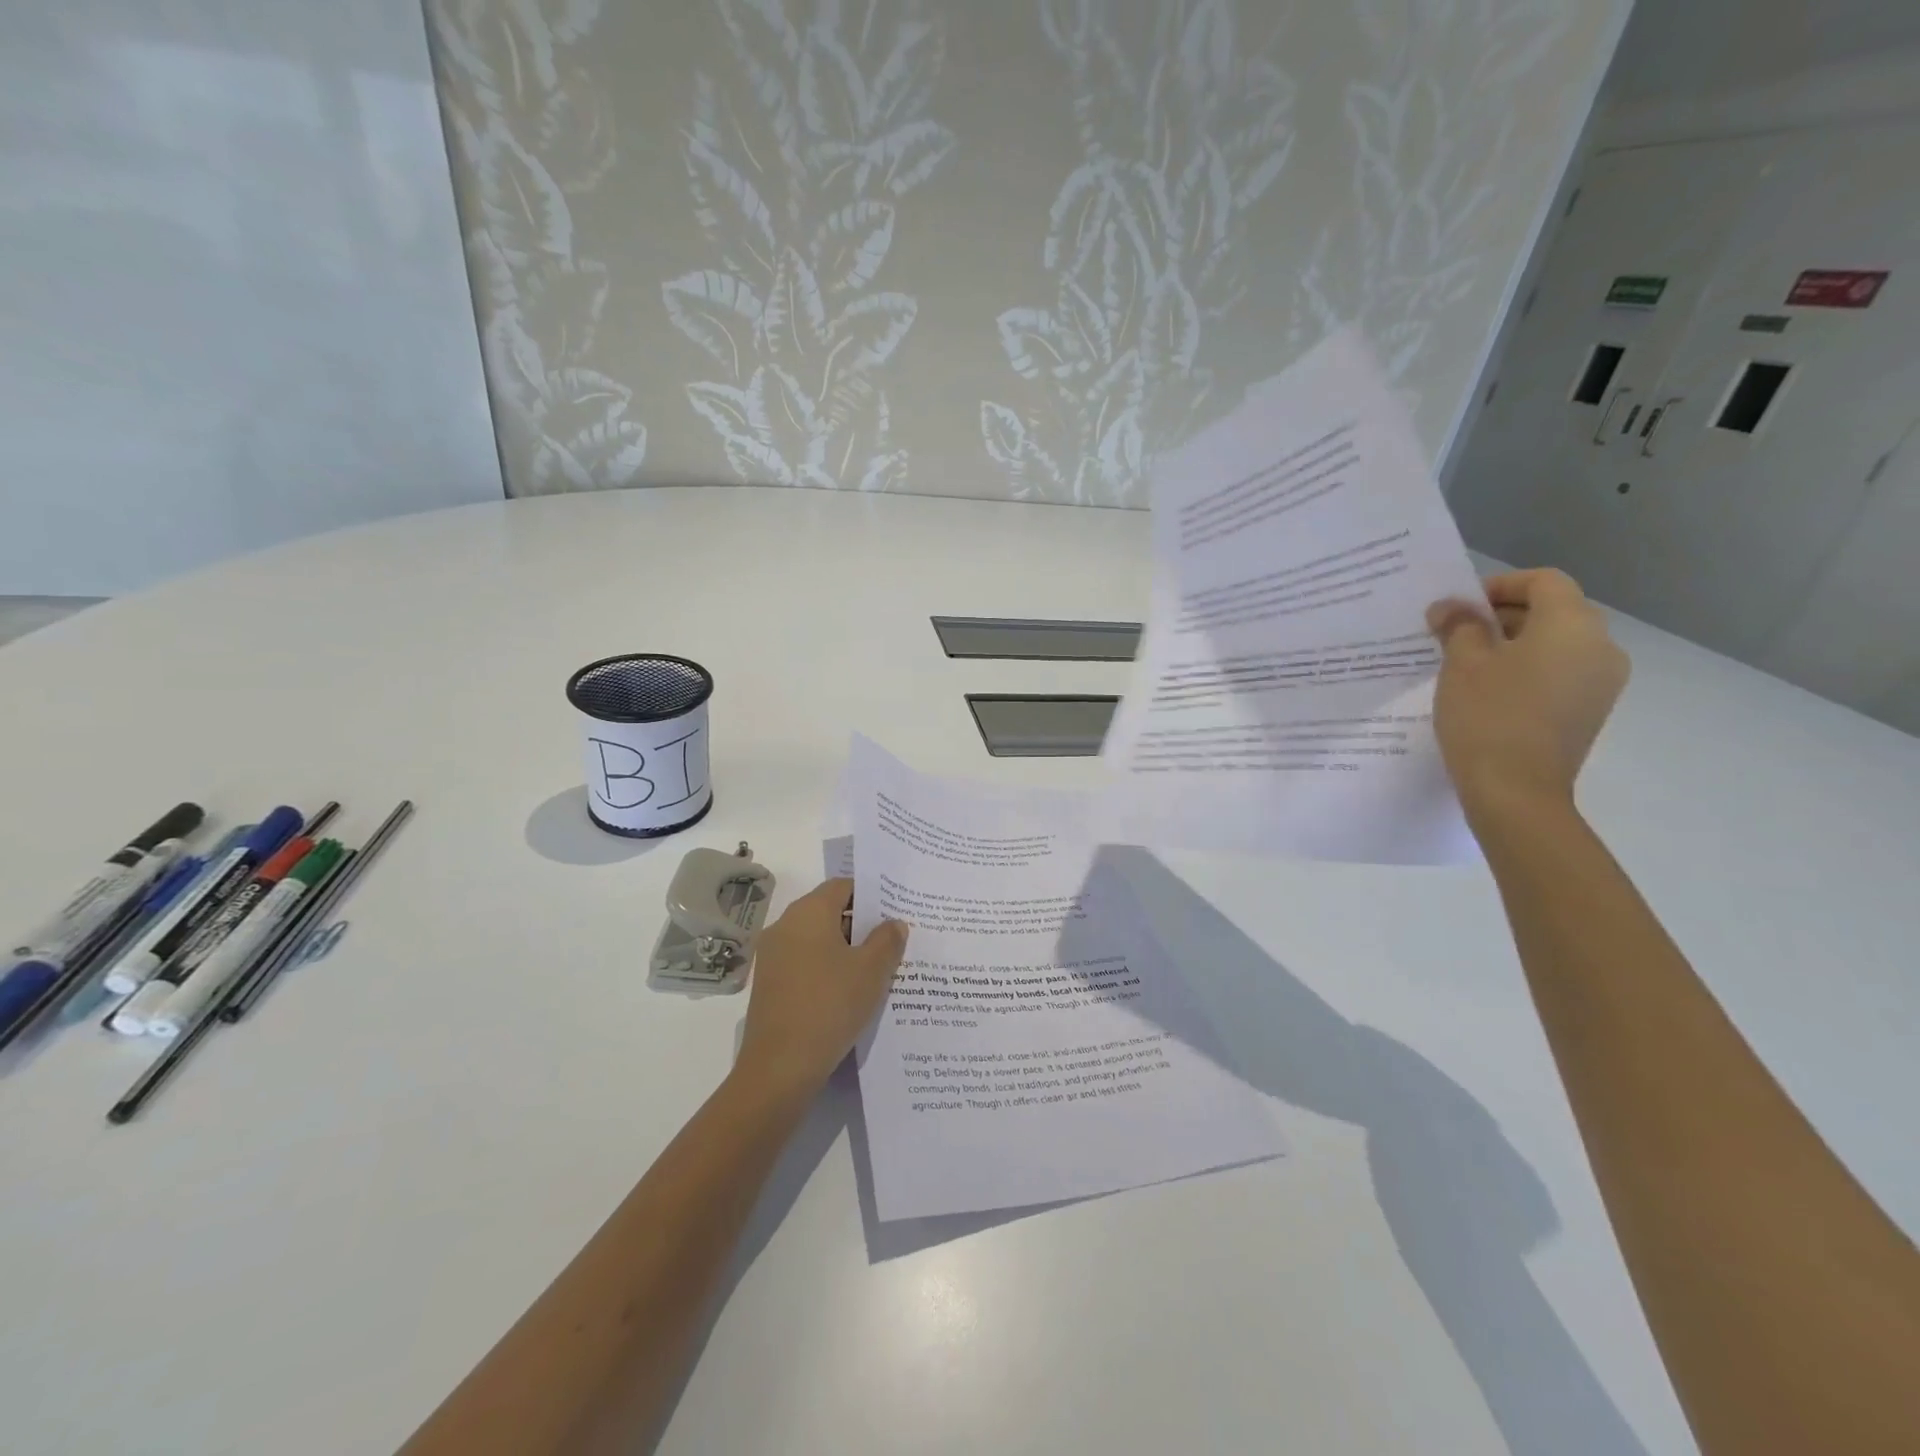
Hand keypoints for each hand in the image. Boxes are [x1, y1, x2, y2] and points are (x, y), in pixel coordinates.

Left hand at [736, 879, 907, 1097]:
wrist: (780, 1067)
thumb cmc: (830, 1005)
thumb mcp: (871, 971)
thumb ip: (887, 940)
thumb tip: (893, 923)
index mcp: (808, 912)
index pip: (842, 886)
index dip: (871, 895)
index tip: (895, 911)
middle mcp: (785, 926)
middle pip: (828, 911)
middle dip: (861, 924)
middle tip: (893, 941)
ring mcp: (773, 956)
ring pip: (817, 939)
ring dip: (845, 949)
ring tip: (877, 968)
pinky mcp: (770, 985)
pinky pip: (805, 963)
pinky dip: (827, 968)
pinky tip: (849, 991)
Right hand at [1427, 569, 1629, 817]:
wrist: (1516, 791)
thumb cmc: (1488, 716)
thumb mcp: (1462, 664)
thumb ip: (1458, 627)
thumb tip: (1451, 608)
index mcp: (1573, 625)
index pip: (1543, 581)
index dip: (1499, 585)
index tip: (1459, 606)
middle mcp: (1600, 646)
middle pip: (1554, 610)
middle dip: (1504, 615)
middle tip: (1455, 632)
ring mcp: (1601, 682)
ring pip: (1557, 644)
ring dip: (1514, 643)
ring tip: (1467, 663)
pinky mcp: (1590, 710)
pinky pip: (1560, 673)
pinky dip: (1528, 669)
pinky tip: (1489, 691)